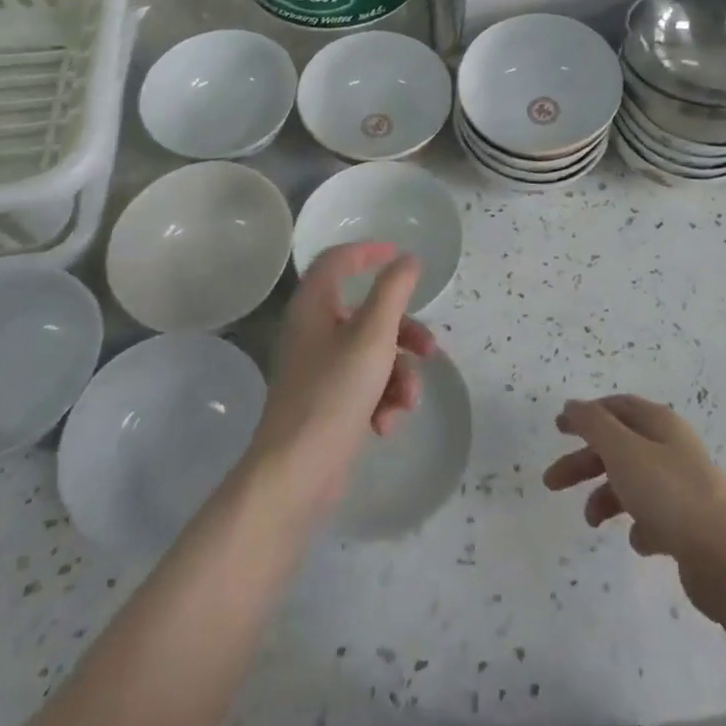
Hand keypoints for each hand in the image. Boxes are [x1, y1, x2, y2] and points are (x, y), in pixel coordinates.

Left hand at [247, 242, 436, 515]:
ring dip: (398, 375)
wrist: (296, 474)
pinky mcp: (326, 403)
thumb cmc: (334, 392)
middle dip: (404, 333)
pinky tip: (385, 425)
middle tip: (429, 349)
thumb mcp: (373, 334)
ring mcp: (318, 369)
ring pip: (373, 353)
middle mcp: (312, 331)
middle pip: (367, 314)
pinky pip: (364, 386)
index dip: (368, 252)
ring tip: (406, 402)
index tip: (399, 256)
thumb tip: (407, 259)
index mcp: (314, 306)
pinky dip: (381, 399)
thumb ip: (393, 291)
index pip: (337, 261)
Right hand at [544, 395, 725, 627]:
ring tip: (592, 522)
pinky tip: (638, 541)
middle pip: (619, 446)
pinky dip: (639, 525)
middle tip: (552, 482)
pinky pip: (655, 517)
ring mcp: (684, 487)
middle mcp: (672, 449)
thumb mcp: (623, 450)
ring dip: (607, 497)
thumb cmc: (671, 495)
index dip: (585, 415)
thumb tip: (572, 405)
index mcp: (659, 423)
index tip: (558, 428)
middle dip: (585, 461)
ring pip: (633, 482)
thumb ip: (593, 424)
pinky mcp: (692, 525)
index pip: (616, 407)